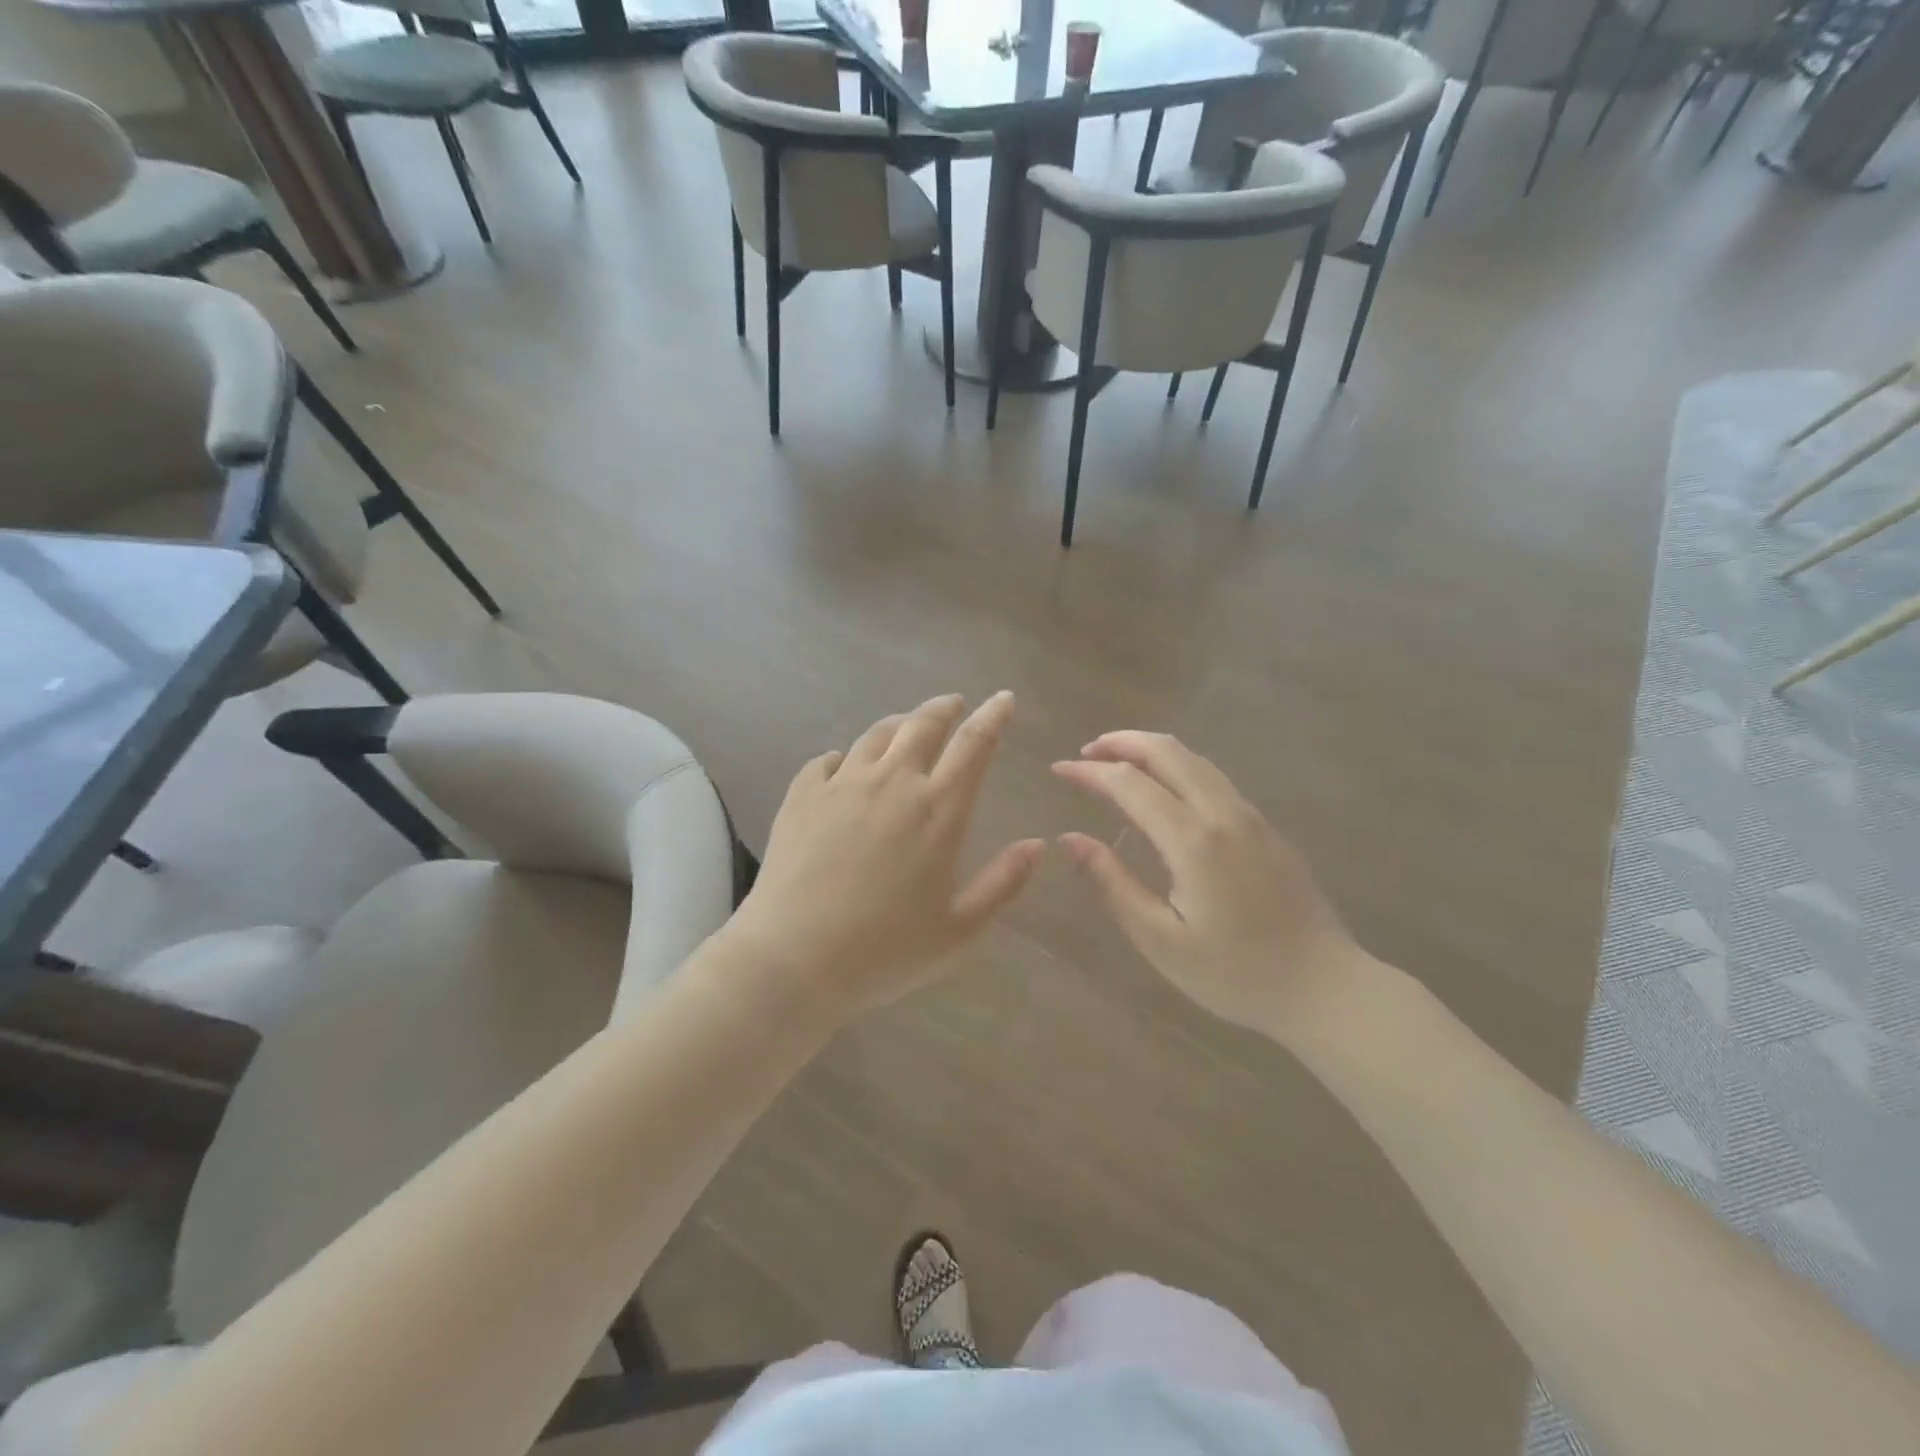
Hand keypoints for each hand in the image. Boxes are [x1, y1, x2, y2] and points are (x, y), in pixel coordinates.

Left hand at [730, 693, 1043, 1014]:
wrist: (793, 959)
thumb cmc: (886, 951)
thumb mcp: (960, 929)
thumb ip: (1002, 883)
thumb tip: (1036, 845)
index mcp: (938, 809)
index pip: (974, 744)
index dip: (993, 716)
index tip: (1003, 699)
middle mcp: (893, 782)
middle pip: (923, 724)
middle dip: (945, 708)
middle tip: (955, 704)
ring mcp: (842, 784)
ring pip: (877, 735)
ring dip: (899, 724)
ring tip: (907, 726)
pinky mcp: (802, 795)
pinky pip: (827, 760)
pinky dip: (845, 756)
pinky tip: (844, 766)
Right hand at [1052, 732, 1362, 1038]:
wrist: (1326, 988)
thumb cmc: (1235, 974)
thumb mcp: (1160, 940)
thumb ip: (1113, 883)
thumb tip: (1070, 840)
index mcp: (1193, 840)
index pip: (1129, 782)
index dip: (1090, 772)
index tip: (1058, 770)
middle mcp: (1223, 813)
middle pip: (1167, 751)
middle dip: (1121, 742)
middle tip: (1085, 753)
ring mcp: (1250, 816)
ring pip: (1195, 759)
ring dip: (1150, 749)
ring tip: (1116, 761)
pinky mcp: (1266, 827)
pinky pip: (1214, 777)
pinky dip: (1177, 766)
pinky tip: (1163, 788)